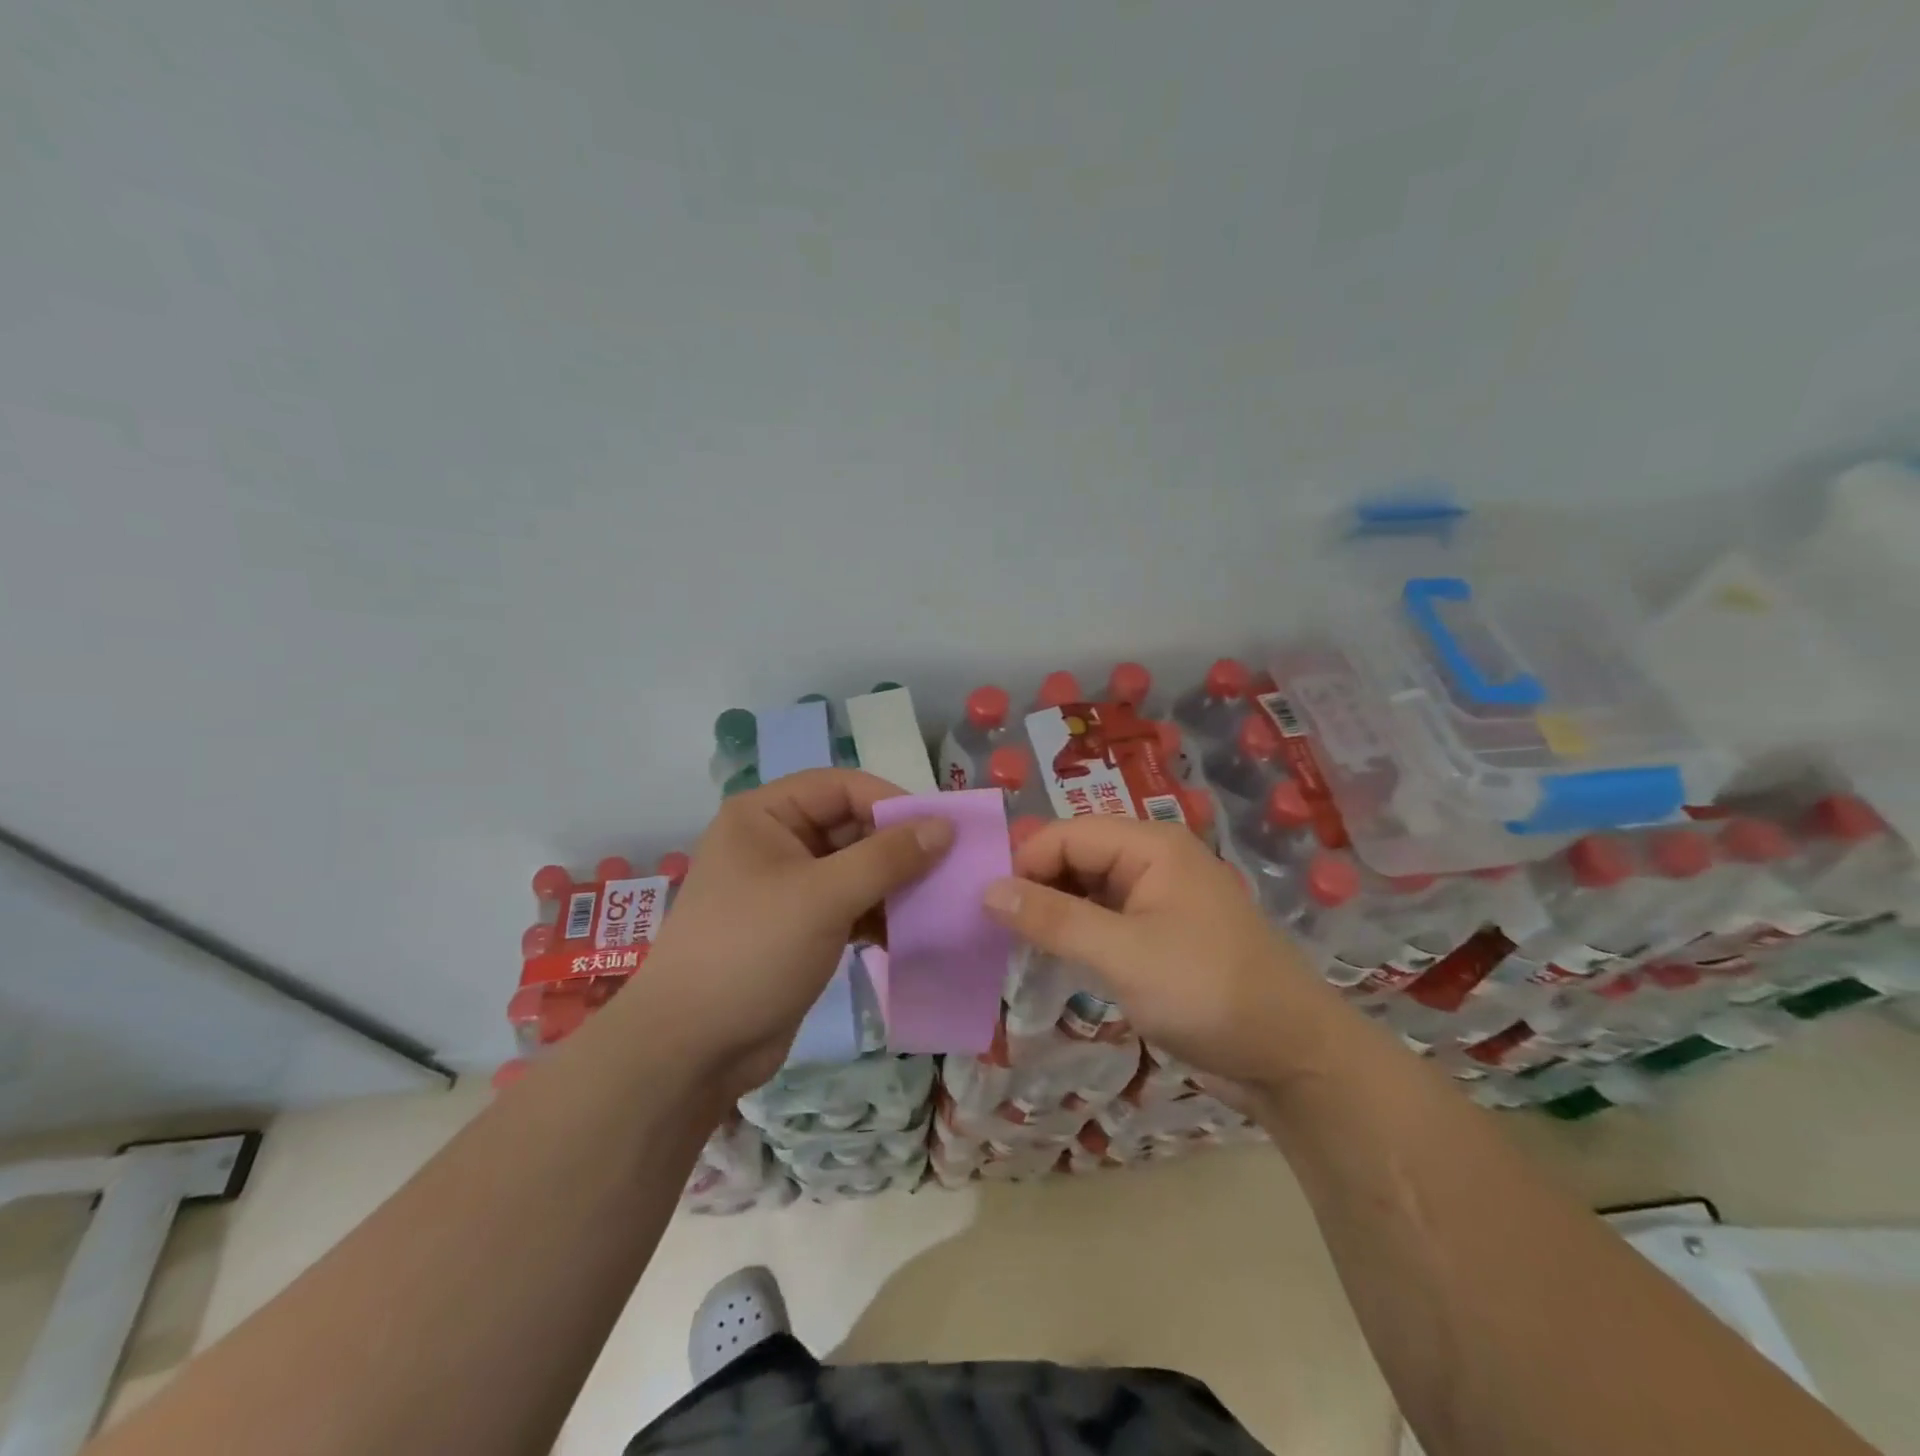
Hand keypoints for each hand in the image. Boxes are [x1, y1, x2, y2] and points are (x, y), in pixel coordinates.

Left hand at [646, 768, 952, 1096]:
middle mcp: (776, 841)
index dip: (893, 802)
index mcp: (765, 815)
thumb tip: (945, 826)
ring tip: (937, 903)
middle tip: (950, 869)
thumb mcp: (823, 897)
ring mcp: (787, 887)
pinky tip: (909, 934)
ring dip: (895, 884)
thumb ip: (887, 857)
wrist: (691, 1050)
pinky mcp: (799, 927)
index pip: (842, 787)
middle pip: (851, 826)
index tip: (942, 831)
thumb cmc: (751, 952)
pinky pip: (850, 905)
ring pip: (855, 869)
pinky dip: (879, 915)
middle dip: (899, 848)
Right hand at [982, 817, 1343, 1091]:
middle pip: (1075, 857)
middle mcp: (1153, 861)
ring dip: (1052, 913)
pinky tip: (1049, 957)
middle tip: (990, 930)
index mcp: (1150, 845)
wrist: (1292, 1058)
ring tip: (1011, 945)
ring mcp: (1158, 899)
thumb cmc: (1208, 993)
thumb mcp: (1124, 955)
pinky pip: (1104, 919)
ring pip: (1086, 890)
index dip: (1023, 864)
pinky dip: (1075, 934)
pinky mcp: (1160, 935)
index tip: (983, 907)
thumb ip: (1054, 919)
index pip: (1066, 834)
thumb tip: (987, 890)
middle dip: (1034, 887)